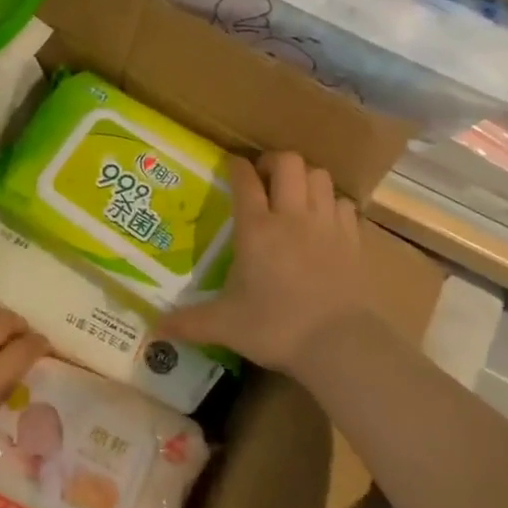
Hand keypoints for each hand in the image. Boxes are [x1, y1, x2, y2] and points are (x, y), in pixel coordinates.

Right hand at [155, 151, 387, 379]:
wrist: (339, 346)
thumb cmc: (275, 328)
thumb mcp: (225, 326)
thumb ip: (188, 322)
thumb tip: (154, 330)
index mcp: (256, 229)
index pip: (245, 180)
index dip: (236, 166)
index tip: (232, 165)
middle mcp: (292, 216)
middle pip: (288, 162)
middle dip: (274, 162)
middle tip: (264, 179)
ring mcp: (327, 224)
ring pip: (320, 176)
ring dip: (305, 179)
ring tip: (294, 195)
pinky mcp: (353, 239)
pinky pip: (345, 203)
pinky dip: (332, 204)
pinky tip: (324, 220)